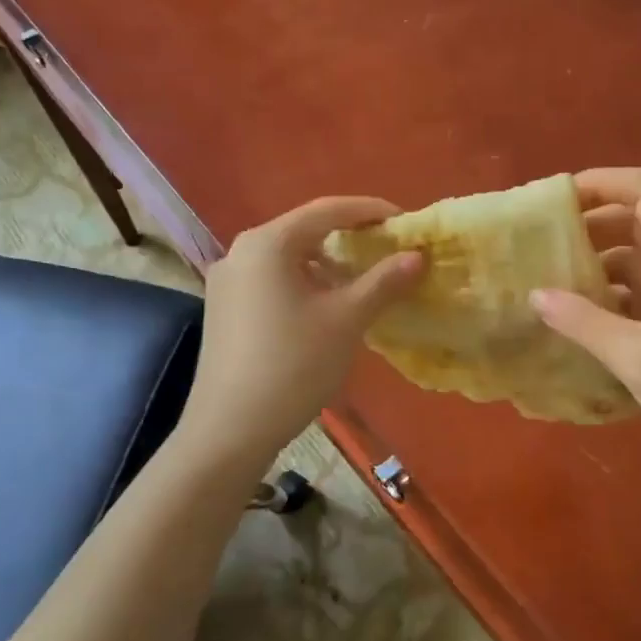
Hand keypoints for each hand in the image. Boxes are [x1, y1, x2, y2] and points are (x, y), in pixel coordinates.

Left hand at [177, 196, 422, 467]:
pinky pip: (271, 281)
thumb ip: (383, 282)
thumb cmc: (293, 366)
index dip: (371, 211)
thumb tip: (417, 255)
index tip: (406, 222)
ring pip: (287, 258)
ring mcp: (226, 282)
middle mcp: (241, 252)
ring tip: (361, 280)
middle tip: (387, 250)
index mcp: (268, 243)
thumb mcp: (346, 320)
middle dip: (349, 238)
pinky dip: (303, 283)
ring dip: (326, 264)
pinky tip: (323, 307)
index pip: (327, 210)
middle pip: (304, 231)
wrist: (230, 430)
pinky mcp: (223, 310)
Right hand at [533, 168, 640, 482]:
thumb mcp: (637, 356)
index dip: (601, 182)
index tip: (555, 198)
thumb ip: (583, 321)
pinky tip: (583, 314)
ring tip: (554, 276)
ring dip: (601, 259)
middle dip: (593, 222)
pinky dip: (615, 291)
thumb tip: (535, 293)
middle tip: (544, 240)